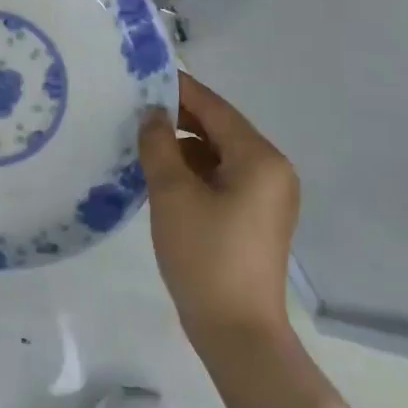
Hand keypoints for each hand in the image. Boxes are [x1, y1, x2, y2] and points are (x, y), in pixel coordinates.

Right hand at [138, 72, 300, 343]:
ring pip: (220, 155)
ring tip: (143, 141)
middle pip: (221, 129)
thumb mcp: (172, 194)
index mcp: (259, 158)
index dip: (179, 89)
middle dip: (179, 118)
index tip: (144, 75)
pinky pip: (224, 178)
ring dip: (185, 146)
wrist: (237, 333)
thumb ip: (159, 145)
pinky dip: (195, 171)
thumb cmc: (205, 255)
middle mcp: (272, 170)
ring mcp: (268, 196)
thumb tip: (152, 114)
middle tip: (135, 108)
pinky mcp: (257, 218)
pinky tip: (164, 175)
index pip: (215, 108)